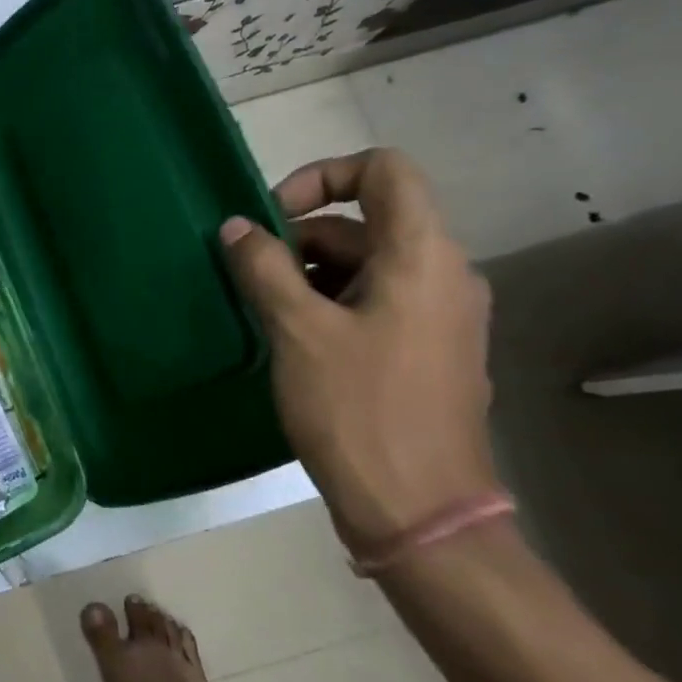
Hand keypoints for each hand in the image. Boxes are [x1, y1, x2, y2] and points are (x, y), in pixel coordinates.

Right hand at [220, 148, 499, 551]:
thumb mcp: (297, 330)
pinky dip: (332, 304)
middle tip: (252, 276)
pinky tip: (295, 342)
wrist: (419, 511)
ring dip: (311, 274)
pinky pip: (378, 302)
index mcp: (423, 256)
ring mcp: (442, 317)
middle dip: (303, 238)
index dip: (322, 176)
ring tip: (266, 313)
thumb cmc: (358, 409)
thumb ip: (263, 267)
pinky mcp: (430, 352)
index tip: (272, 217)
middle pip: (368, 221)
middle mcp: (445, 275)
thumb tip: (237, 227)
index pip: (384, 170)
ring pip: (369, 265)